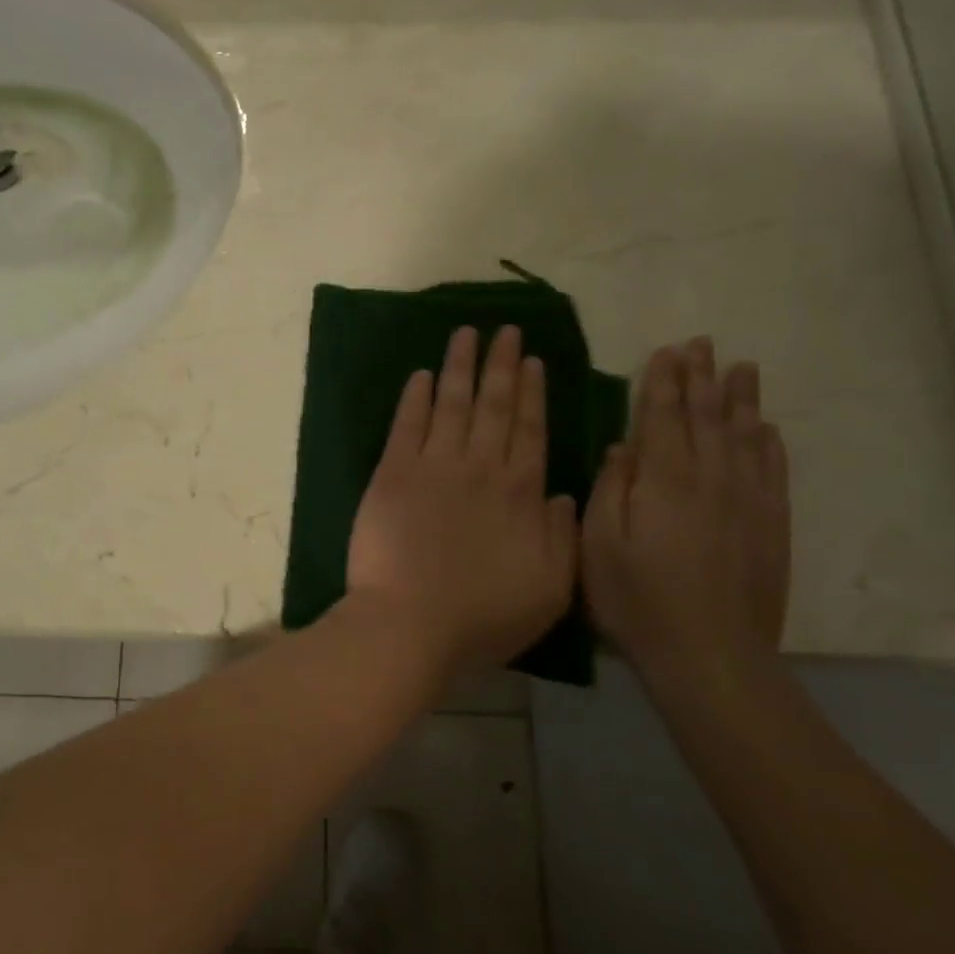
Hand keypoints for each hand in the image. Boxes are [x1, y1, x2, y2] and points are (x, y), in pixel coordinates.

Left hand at [345, 325, 578, 671]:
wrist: (411, 623)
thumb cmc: (484, 615)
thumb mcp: (551, 588)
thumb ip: (561, 535)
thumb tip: (562, 493)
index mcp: (520, 492)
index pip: (530, 429)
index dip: (531, 393)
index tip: (533, 360)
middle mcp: (479, 467)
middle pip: (493, 405)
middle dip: (501, 364)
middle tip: (506, 329)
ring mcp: (432, 466)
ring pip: (451, 403)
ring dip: (460, 366)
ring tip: (466, 334)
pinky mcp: (392, 473)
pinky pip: (406, 425)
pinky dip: (415, 397)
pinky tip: (421, 375)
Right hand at [582, 337, 791, 695]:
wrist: (711, 656)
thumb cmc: (637, 600)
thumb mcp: (600, 545)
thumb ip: (611, 489)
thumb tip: (623, 446)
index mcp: (664, 481)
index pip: (665, 417)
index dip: (665, 382)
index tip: (667, 351)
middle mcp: (711, 480)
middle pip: (708, 417)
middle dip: (702, 378)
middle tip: (703, 344)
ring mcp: (748, 503)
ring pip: (745, 437)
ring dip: (741, 399)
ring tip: (742, 368)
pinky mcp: (771, 527)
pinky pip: (773, 472)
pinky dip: (769, 444)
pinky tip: (766, 429)